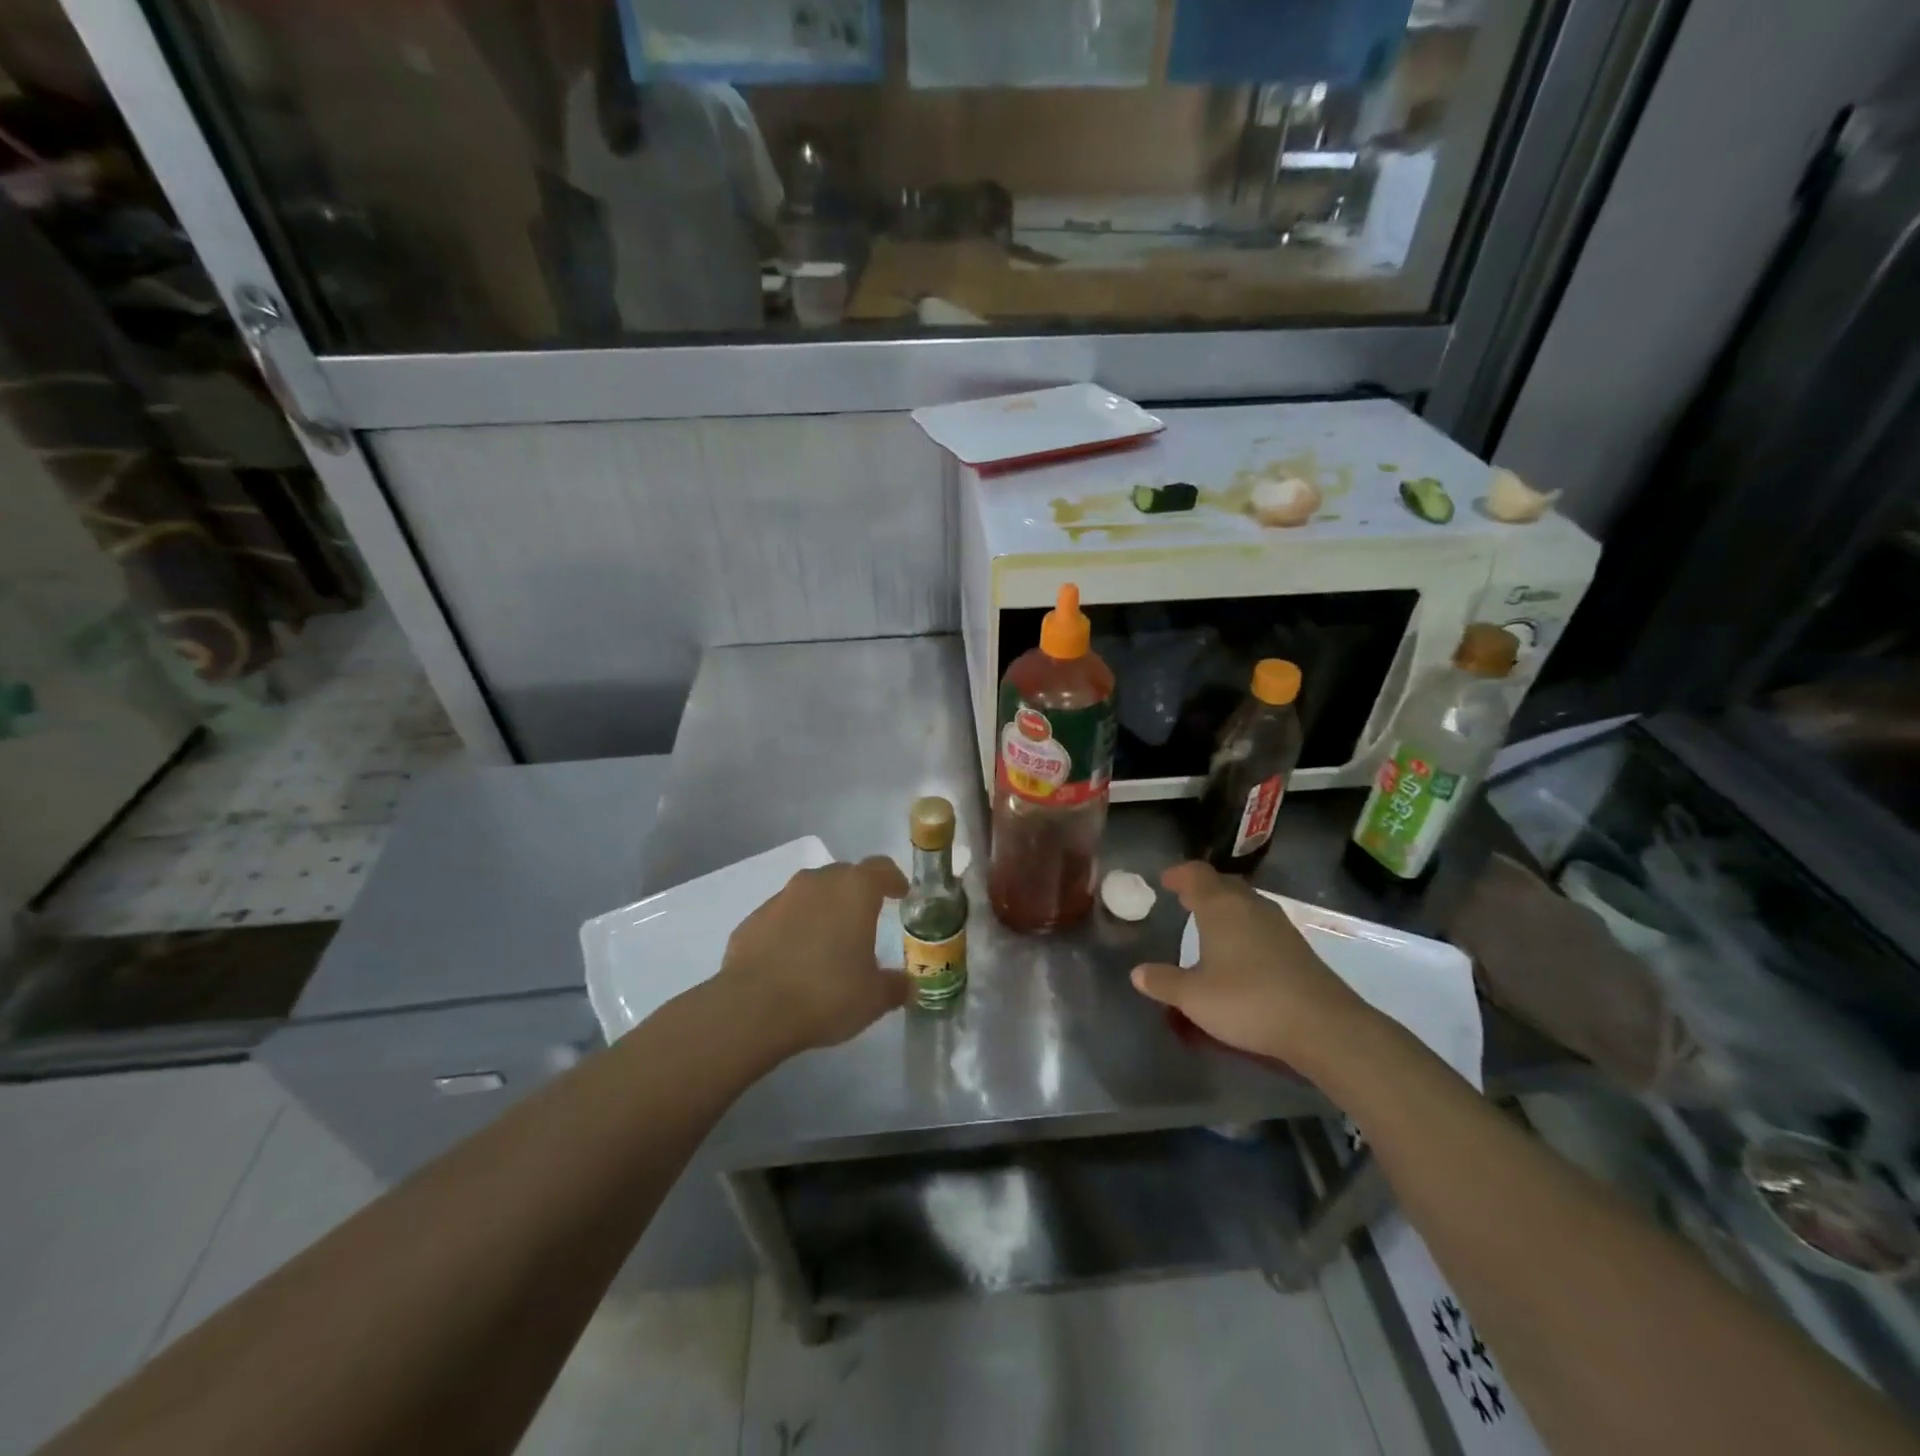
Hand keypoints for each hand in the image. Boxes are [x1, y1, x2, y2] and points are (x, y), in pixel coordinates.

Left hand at [718, 857, 911, 1054]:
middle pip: (843, 876)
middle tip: (865, 920)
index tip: (900, 893)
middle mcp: (817, 883)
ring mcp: (779, 899)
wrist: (752, 1010)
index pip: (881, 868)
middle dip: (856, 893)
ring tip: (827, 941)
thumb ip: (895, 986)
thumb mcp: (873, 998)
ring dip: (822, 909)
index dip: (893, 879)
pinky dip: (792, 929)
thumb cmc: (826, 993)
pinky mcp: (751, 921)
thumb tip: (907, 985)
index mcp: (854, 890)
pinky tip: (793, 960)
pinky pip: (781, 917)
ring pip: (809, 894)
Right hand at [1130, 862, 1365, 1067]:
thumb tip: (1137, 973)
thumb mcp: (1194, 998)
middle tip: (1184, 898)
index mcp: (1220, 907)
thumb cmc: (1248, 1001)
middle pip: (1223, 884)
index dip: (1179, 874)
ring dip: (1225, 907)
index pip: (1196, 874)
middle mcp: (1250, 906)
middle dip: (1202, 888)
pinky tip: (1240, 950)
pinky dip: (1244, 926)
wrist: (1323, 1025)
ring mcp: (1278, 925)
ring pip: (1245, 903)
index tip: (1165, 879)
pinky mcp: (1297, 946)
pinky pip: (1261, 923)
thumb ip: (1164, 982)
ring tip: (1209, 923)